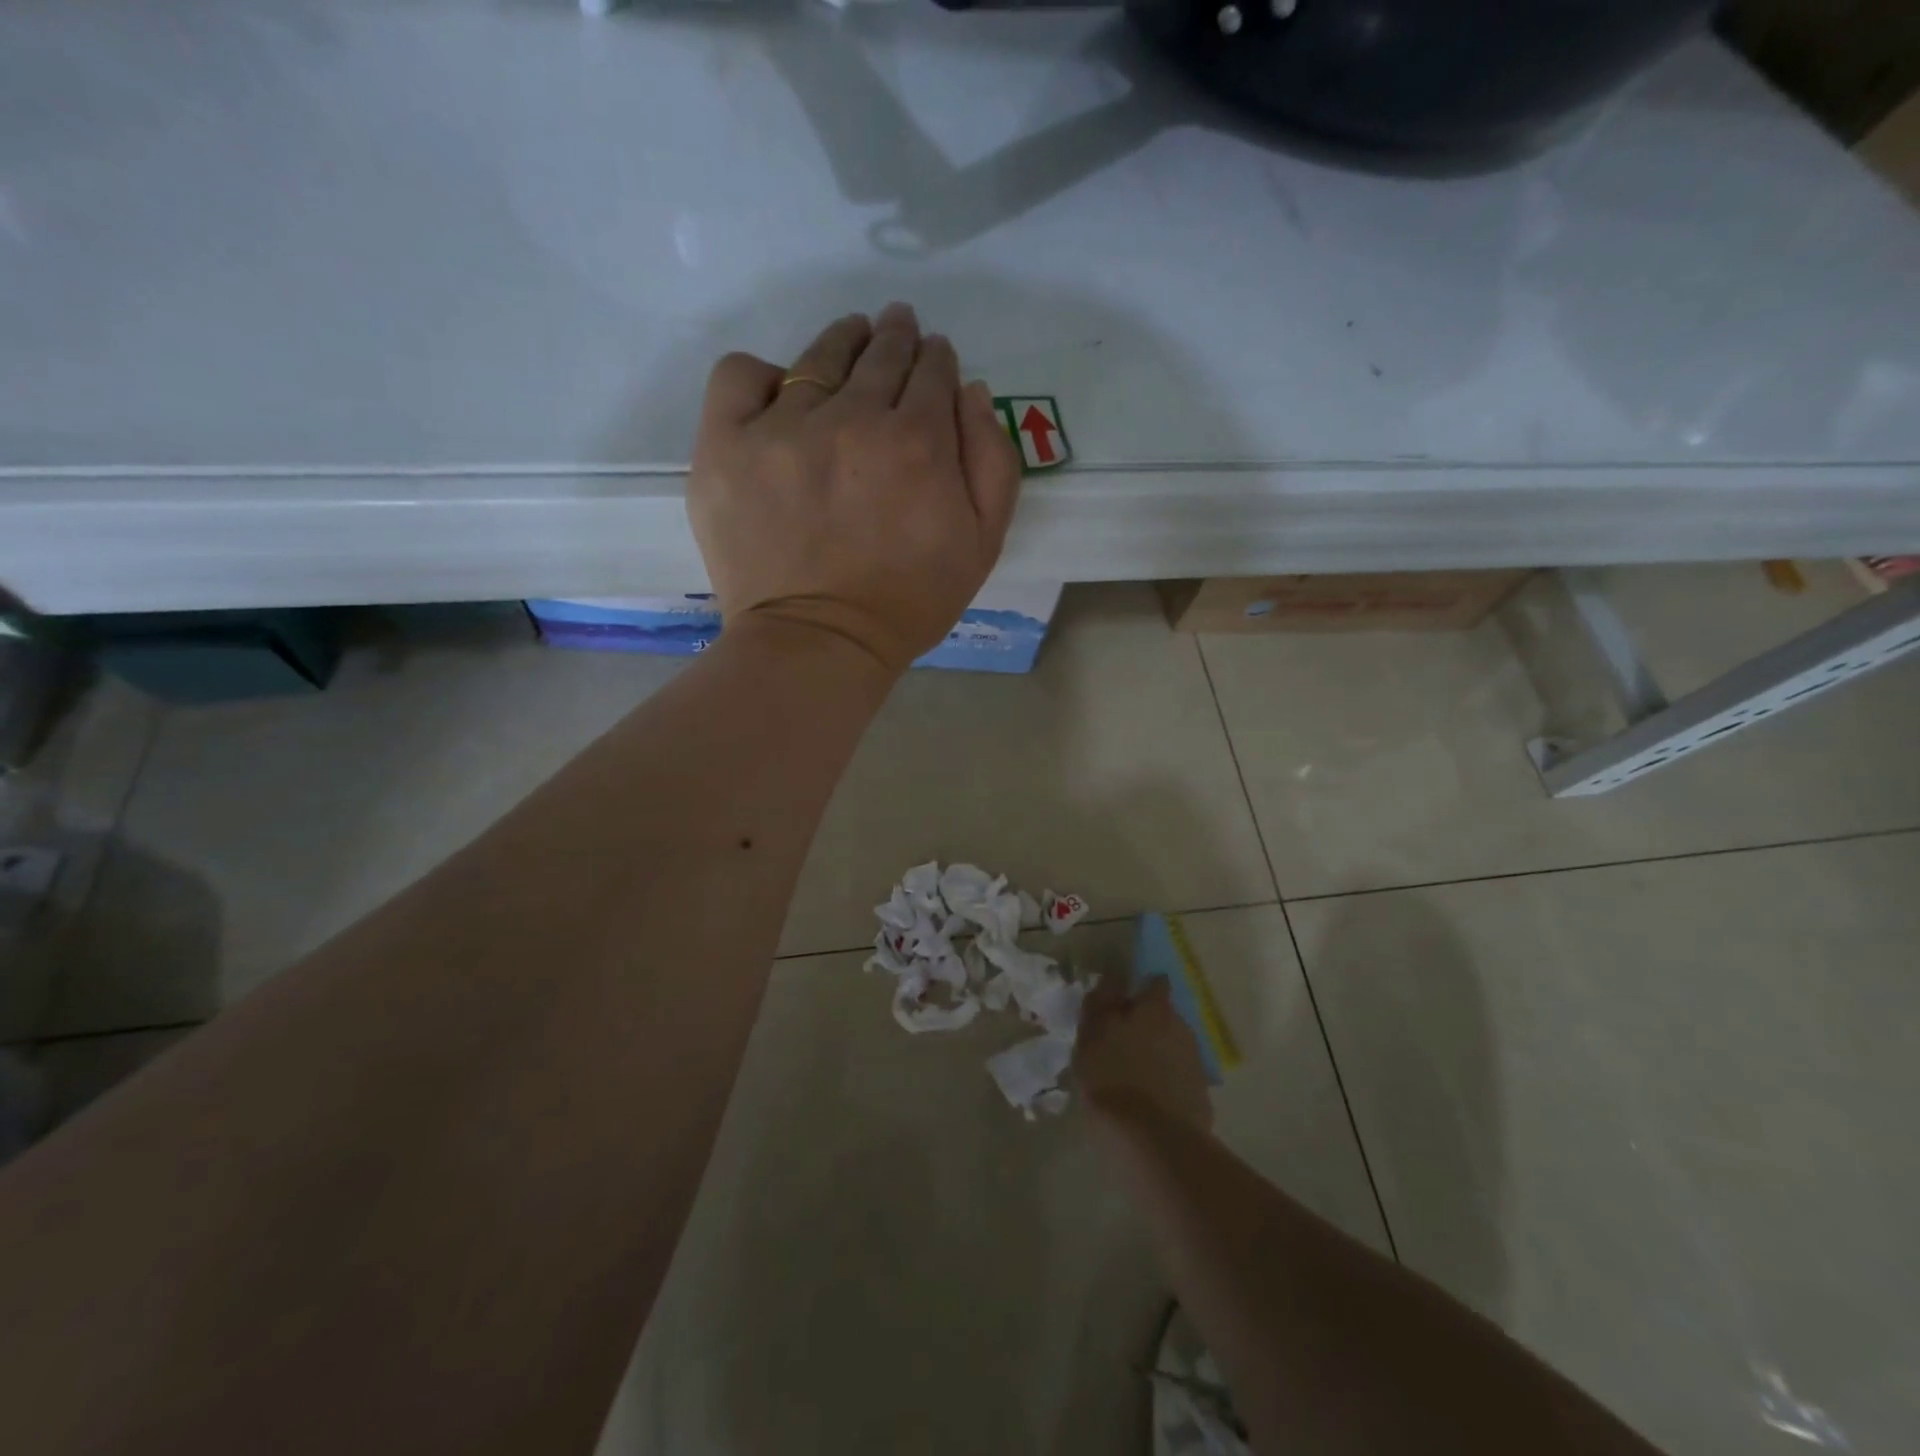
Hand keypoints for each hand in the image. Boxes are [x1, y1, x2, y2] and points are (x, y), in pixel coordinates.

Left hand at [687, 303, 1023, 677]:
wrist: (818, 644)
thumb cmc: (908, 603)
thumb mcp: (982, 544)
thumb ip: (992, 461)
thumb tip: (968, 390)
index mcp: (918, 440)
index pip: (931, 370)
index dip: (936, 359)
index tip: (933, 360)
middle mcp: (851, 419)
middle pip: (879, 353)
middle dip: (896, 337)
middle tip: (897, 330)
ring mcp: (782, 428)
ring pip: (818, 356)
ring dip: (843, 341)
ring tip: (851, 341)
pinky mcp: (726, 446)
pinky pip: (740, 376)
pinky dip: (763, 375)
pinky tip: (781, 392)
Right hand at [1074, 978, 1214, 1132]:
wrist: (1153, 1140)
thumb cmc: (1112, 1078)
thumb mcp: (1091, 1035)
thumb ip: (1101, 1003)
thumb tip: (1113, 976)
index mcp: (1155, 1010)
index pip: (1155, 983)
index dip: (1142, 988)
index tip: (1126, 1000)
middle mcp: (1182, 1028)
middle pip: (1165, 1017)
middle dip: (1148, 1024)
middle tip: (1123, 1042)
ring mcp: (1195, 1063)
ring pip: (1173, 1048)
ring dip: (1158, 1054)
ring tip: (1134, 1075)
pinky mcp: (1201, 1096)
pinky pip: (1179, 1079)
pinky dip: (1167, 1082)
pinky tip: (1149, 1101)